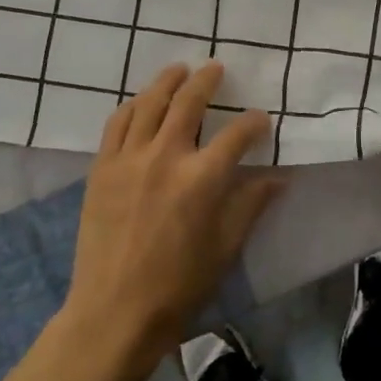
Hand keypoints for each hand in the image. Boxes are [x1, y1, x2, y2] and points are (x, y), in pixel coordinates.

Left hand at [57, 62, 282, 380]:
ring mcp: (128, 159)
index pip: (237, 135)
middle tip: (215, 69)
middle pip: (188, 103)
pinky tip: (141, 102)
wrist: (114, 311)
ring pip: (149, 104)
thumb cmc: (179, 285)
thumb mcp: (225, 247)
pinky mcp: (101, 168)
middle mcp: (165, 157)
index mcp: (202, 179)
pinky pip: (117, 123)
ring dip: (166, 82)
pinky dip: (133, 106)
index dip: (254, 122)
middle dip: (206, 81)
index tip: (261, 119)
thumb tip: (278, 177)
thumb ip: (250, 205)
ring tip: (178, 71)